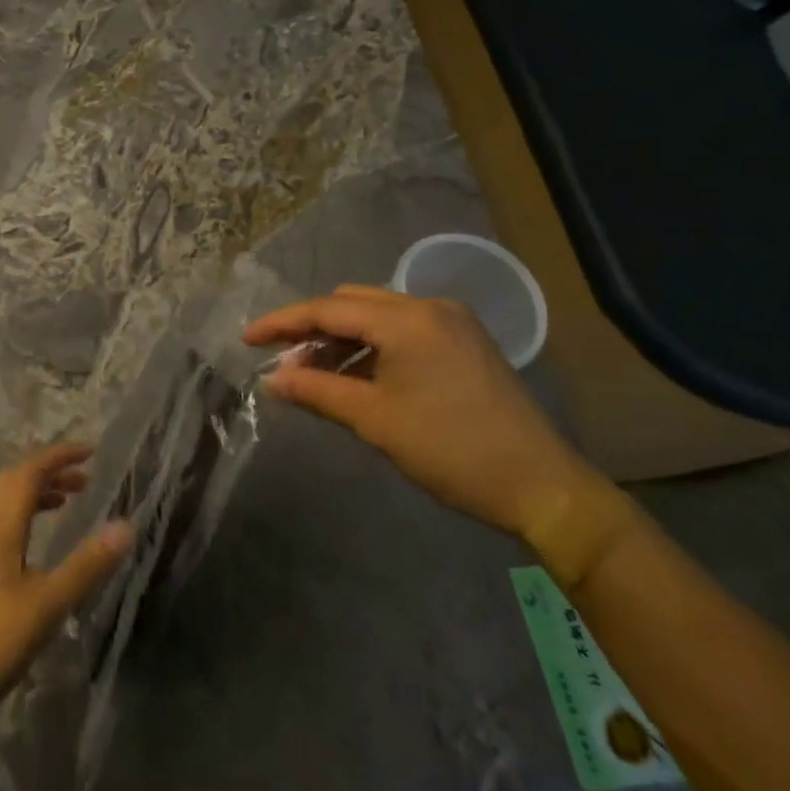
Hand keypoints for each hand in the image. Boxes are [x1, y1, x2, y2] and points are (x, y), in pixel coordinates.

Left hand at [0, 444, 132, 727]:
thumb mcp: (45, 606)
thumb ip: (85, 565)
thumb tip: (125, 525)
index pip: (28, 472)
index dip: (58, 456)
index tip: (90, 451)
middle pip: (13, 482)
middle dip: (49, 470)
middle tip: (84, 478)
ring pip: (3, 504)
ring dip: (35, 493)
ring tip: (68, 502)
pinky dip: (23, 517)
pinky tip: (35, 548)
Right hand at [243, 285, 614, 544]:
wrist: (542, 487)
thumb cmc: (451, 450)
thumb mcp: (374, 420)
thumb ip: (317, 392)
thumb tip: (272, 380)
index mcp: (407, 319)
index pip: (327, 309)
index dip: (282, 323)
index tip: (247, 340)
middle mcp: (429, 307)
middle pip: (352, 304)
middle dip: (312, 329)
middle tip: (284, 363)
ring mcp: (452, 323)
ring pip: (377, 317)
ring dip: (342, 341)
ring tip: (314, 376)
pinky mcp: (464, 343)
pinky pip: (403, 332)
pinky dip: (372, 349)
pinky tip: (356, 378)